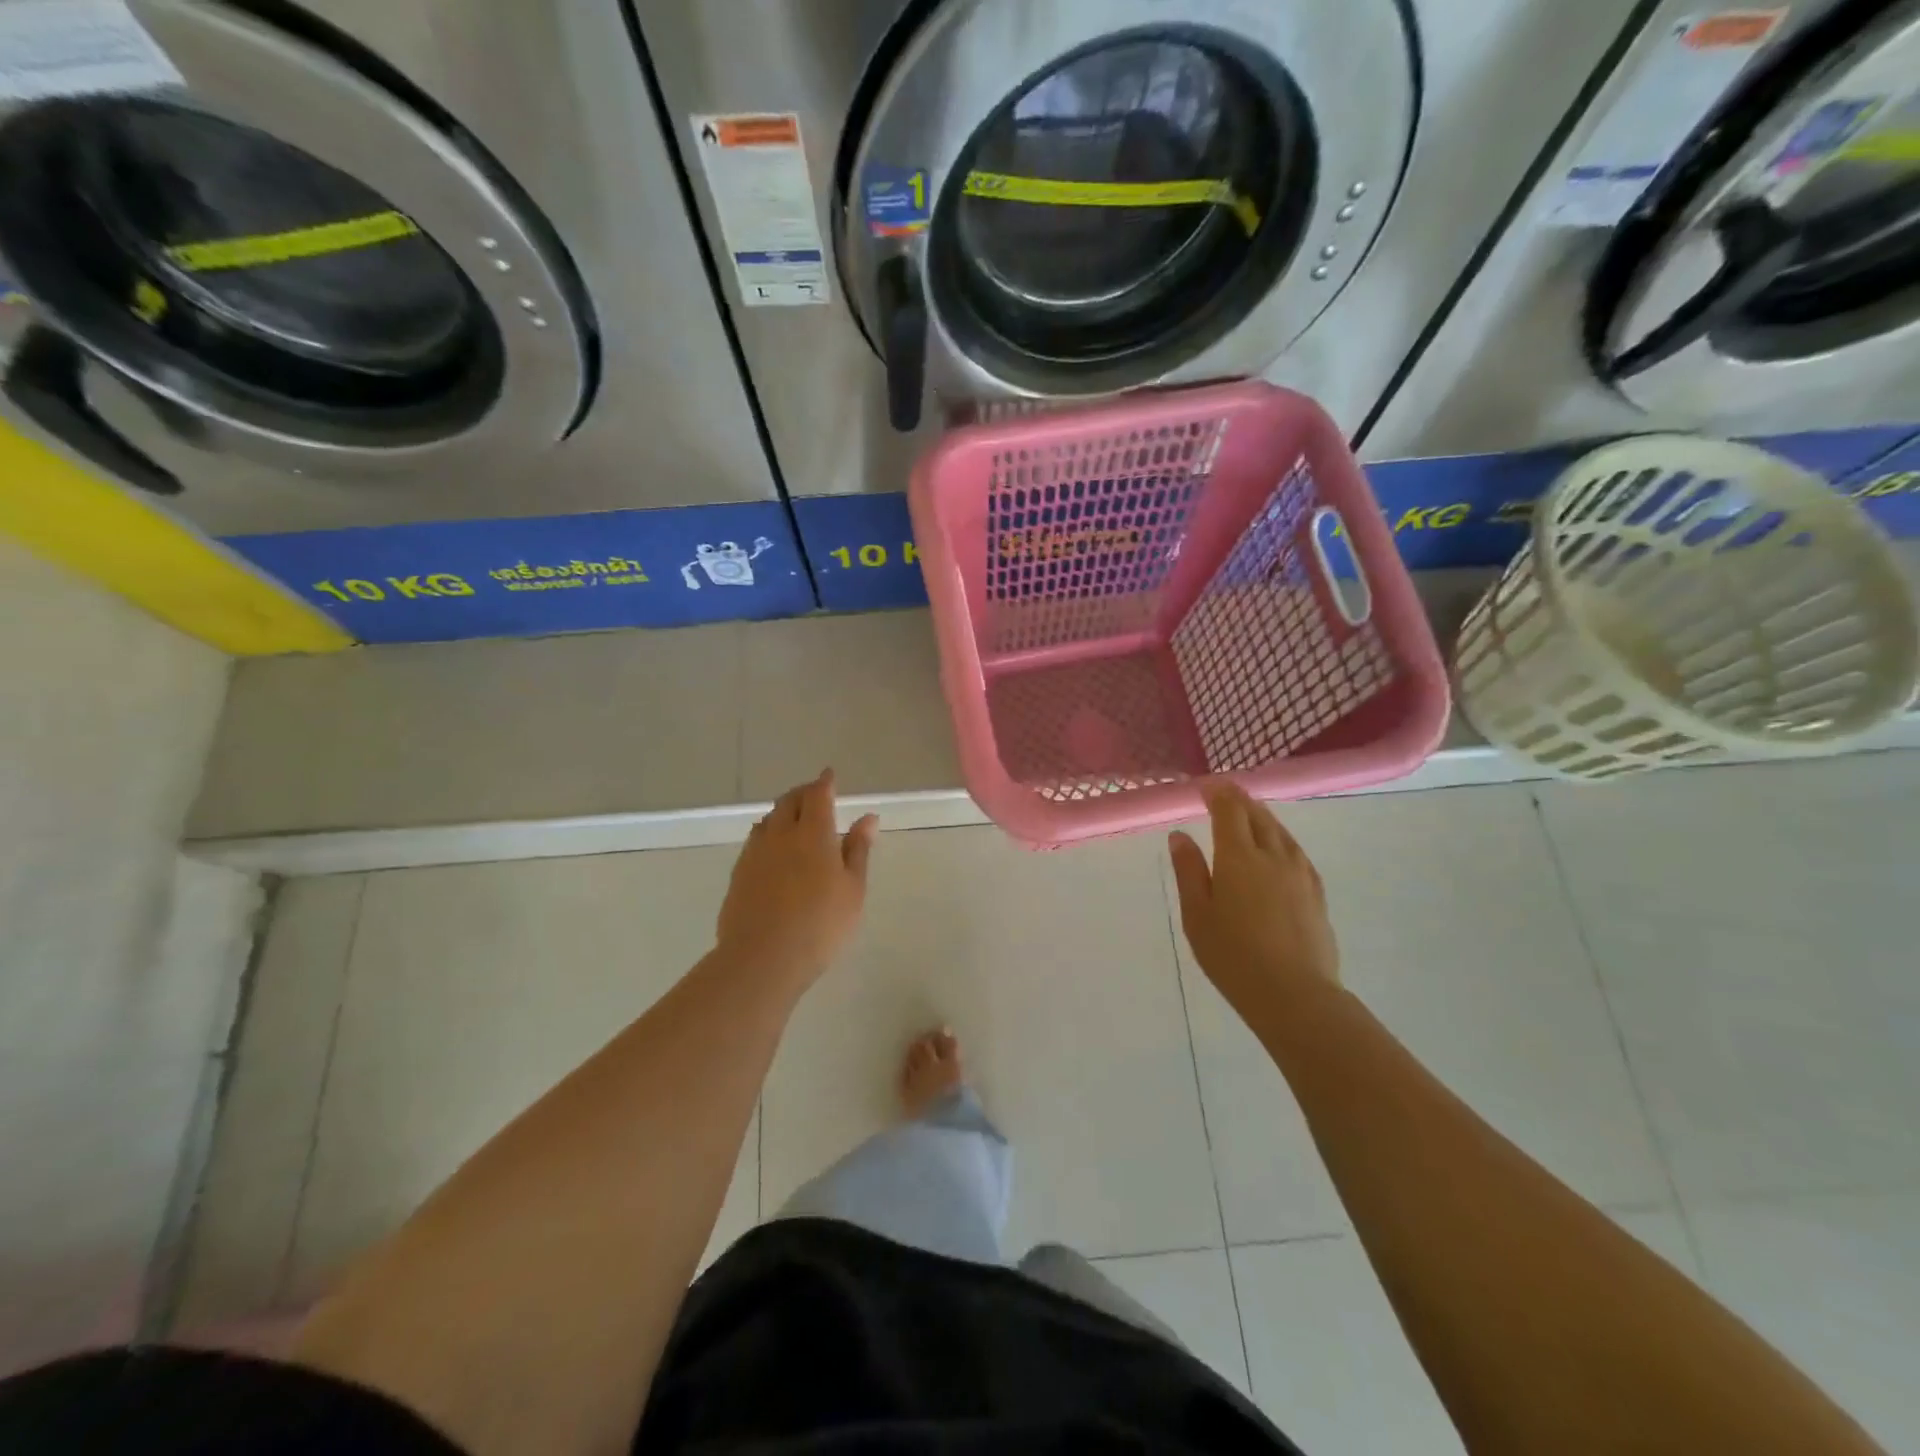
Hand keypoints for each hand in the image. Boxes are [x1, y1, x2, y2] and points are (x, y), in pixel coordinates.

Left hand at [716, 770, 877, 990]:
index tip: (830, 775)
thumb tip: (868, 817)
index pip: (818, 795)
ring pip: (769, 819)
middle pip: (789, 801)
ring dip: (783, 811)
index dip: (824, 783)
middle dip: (803, 793)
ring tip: (794, 818)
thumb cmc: (821, 924)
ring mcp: (755, 853)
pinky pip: (755, 840)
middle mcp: (781, 834)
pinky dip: (768, 833)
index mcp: (813, 833)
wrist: (762, 958)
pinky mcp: (739, 873)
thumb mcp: (853, 889)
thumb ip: (858, 850)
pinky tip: (773, 849)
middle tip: (815, 795)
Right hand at [1168, 784, 1339, 1016]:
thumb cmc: (1233, 956)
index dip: (1217, 792)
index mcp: (1238, 857)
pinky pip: (1296, 851)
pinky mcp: (1316, 892)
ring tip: (1248, 814)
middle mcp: (1272, 855)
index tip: (1204, 785)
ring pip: (1280, 831)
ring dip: (1261, 816)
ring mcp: (1299, 873)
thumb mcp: (1197, 915)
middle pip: (1257, 815)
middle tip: (1223, 794)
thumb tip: (1180, 836)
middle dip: (1239, 799)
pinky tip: (1278, 848)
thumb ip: (1189, 871)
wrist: (1294, 995)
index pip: (1229, 809)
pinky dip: (1280, 838)